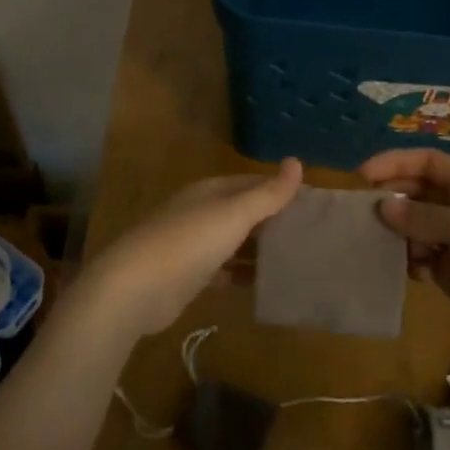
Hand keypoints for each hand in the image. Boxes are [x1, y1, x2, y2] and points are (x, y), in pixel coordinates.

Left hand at [73, 158, 303, 338]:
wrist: (136, 288)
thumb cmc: (189, 242)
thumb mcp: (233, 214)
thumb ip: (267, 194)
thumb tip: (296, 162)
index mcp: (209, 191)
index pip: (251, 183)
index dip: (280, 190)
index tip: (314, 204)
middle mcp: (200, 212)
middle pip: (243, 212)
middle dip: (273, 221)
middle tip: (313, 235)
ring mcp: (193, 245)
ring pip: (234, 242)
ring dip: (260, 249)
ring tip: (297, 259)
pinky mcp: (189, 276)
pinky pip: (224, 270)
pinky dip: (242, 274)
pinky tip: (266, 284)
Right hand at [359, 148, 449, 368]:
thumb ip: (427, 218)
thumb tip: (382, 207)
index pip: (427, 163)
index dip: (395, 163)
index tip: (362, 176)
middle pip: (415, 193)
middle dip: (390, 198)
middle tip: (363, 214)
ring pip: (413, 227)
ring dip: (395, 232)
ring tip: (381, 245)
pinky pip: (419, 259)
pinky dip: (406, 261)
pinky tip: (407, 271)